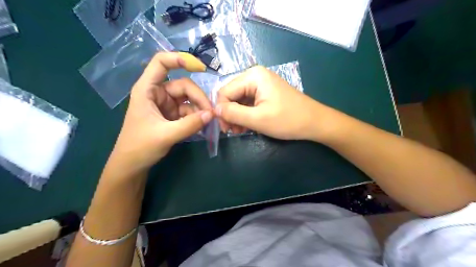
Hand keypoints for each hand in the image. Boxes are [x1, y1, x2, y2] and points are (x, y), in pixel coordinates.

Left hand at [108, 51, 212, 174]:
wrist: (132, 165)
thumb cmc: (140, 147)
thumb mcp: (166, 135)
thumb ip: (190, 124)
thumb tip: (212, 114)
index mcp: (147, 90)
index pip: (161, 63)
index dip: (179, 59)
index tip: (200, 68)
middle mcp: (158, 93)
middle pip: (184, 85)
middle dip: (199, 98)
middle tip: (211, 114)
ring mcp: (166, 104)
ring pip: (189, 99)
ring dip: (200, 109)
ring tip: (208, 122)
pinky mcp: (172, 115)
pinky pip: (189, 111)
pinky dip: (197, 117)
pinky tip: (202, 126)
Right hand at [216, 66, 327, 140]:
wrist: (315, 122)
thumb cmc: (288, 120)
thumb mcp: (258, 119)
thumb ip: (233, 113)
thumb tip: (215, 110)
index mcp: (253, 76)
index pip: (224, 91)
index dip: (221, 111)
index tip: (225, 129)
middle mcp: (255, 76)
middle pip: (231, 95)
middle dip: (230, 114)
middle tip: (233, 132)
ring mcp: (261, 84)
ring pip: (239, 100)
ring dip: (237, 116)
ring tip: (240, 131)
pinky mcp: (265, 92)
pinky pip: (248, 102)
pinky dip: (245, 115)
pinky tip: (247, 126)